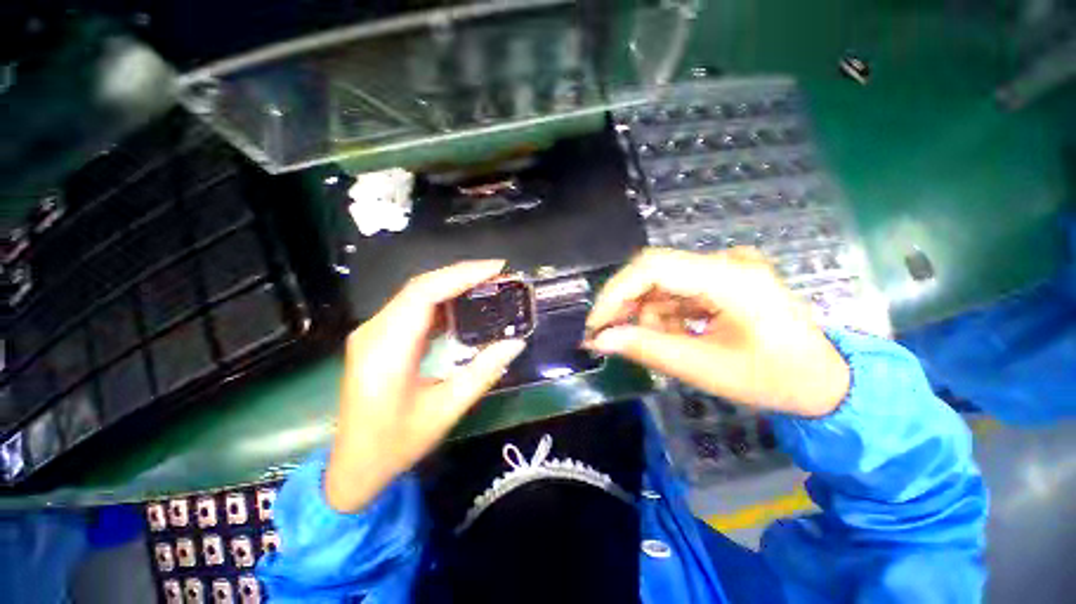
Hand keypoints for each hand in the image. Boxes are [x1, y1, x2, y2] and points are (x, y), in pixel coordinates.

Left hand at [325, 261, 525, 512]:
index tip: (496, 268)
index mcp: (387, 351)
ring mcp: (372, 333)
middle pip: (419, 287)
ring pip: (415, 294)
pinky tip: (462, 305)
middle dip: (461, 275)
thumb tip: (516, 343)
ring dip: (452, 285)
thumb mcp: (446, 410)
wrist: (354, 466)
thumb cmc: (397, 444)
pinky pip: (411, 308)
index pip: (424, 294)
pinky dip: (440, 300)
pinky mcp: (378, 338)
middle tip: (498, 274)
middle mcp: (374, 332)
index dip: (461, 275)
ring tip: (487, 285)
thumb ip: (483, 373)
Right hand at [584, 247, 848, 417]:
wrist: (826, 381)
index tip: (596, 324)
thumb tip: (600, 340)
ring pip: (662, 283)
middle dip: (628, 306)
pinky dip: (665, 314)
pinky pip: (677, 290)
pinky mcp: (723, 277)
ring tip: (660, 344)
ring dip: (649, 314)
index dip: (616, 293)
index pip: (653, 268)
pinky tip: (677, 334)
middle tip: (612, 336)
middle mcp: (727, 261)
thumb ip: (648, 349)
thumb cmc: (775, 380)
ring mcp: (726, 267)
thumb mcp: (705, 369)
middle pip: (654, 272)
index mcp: (732, 278)